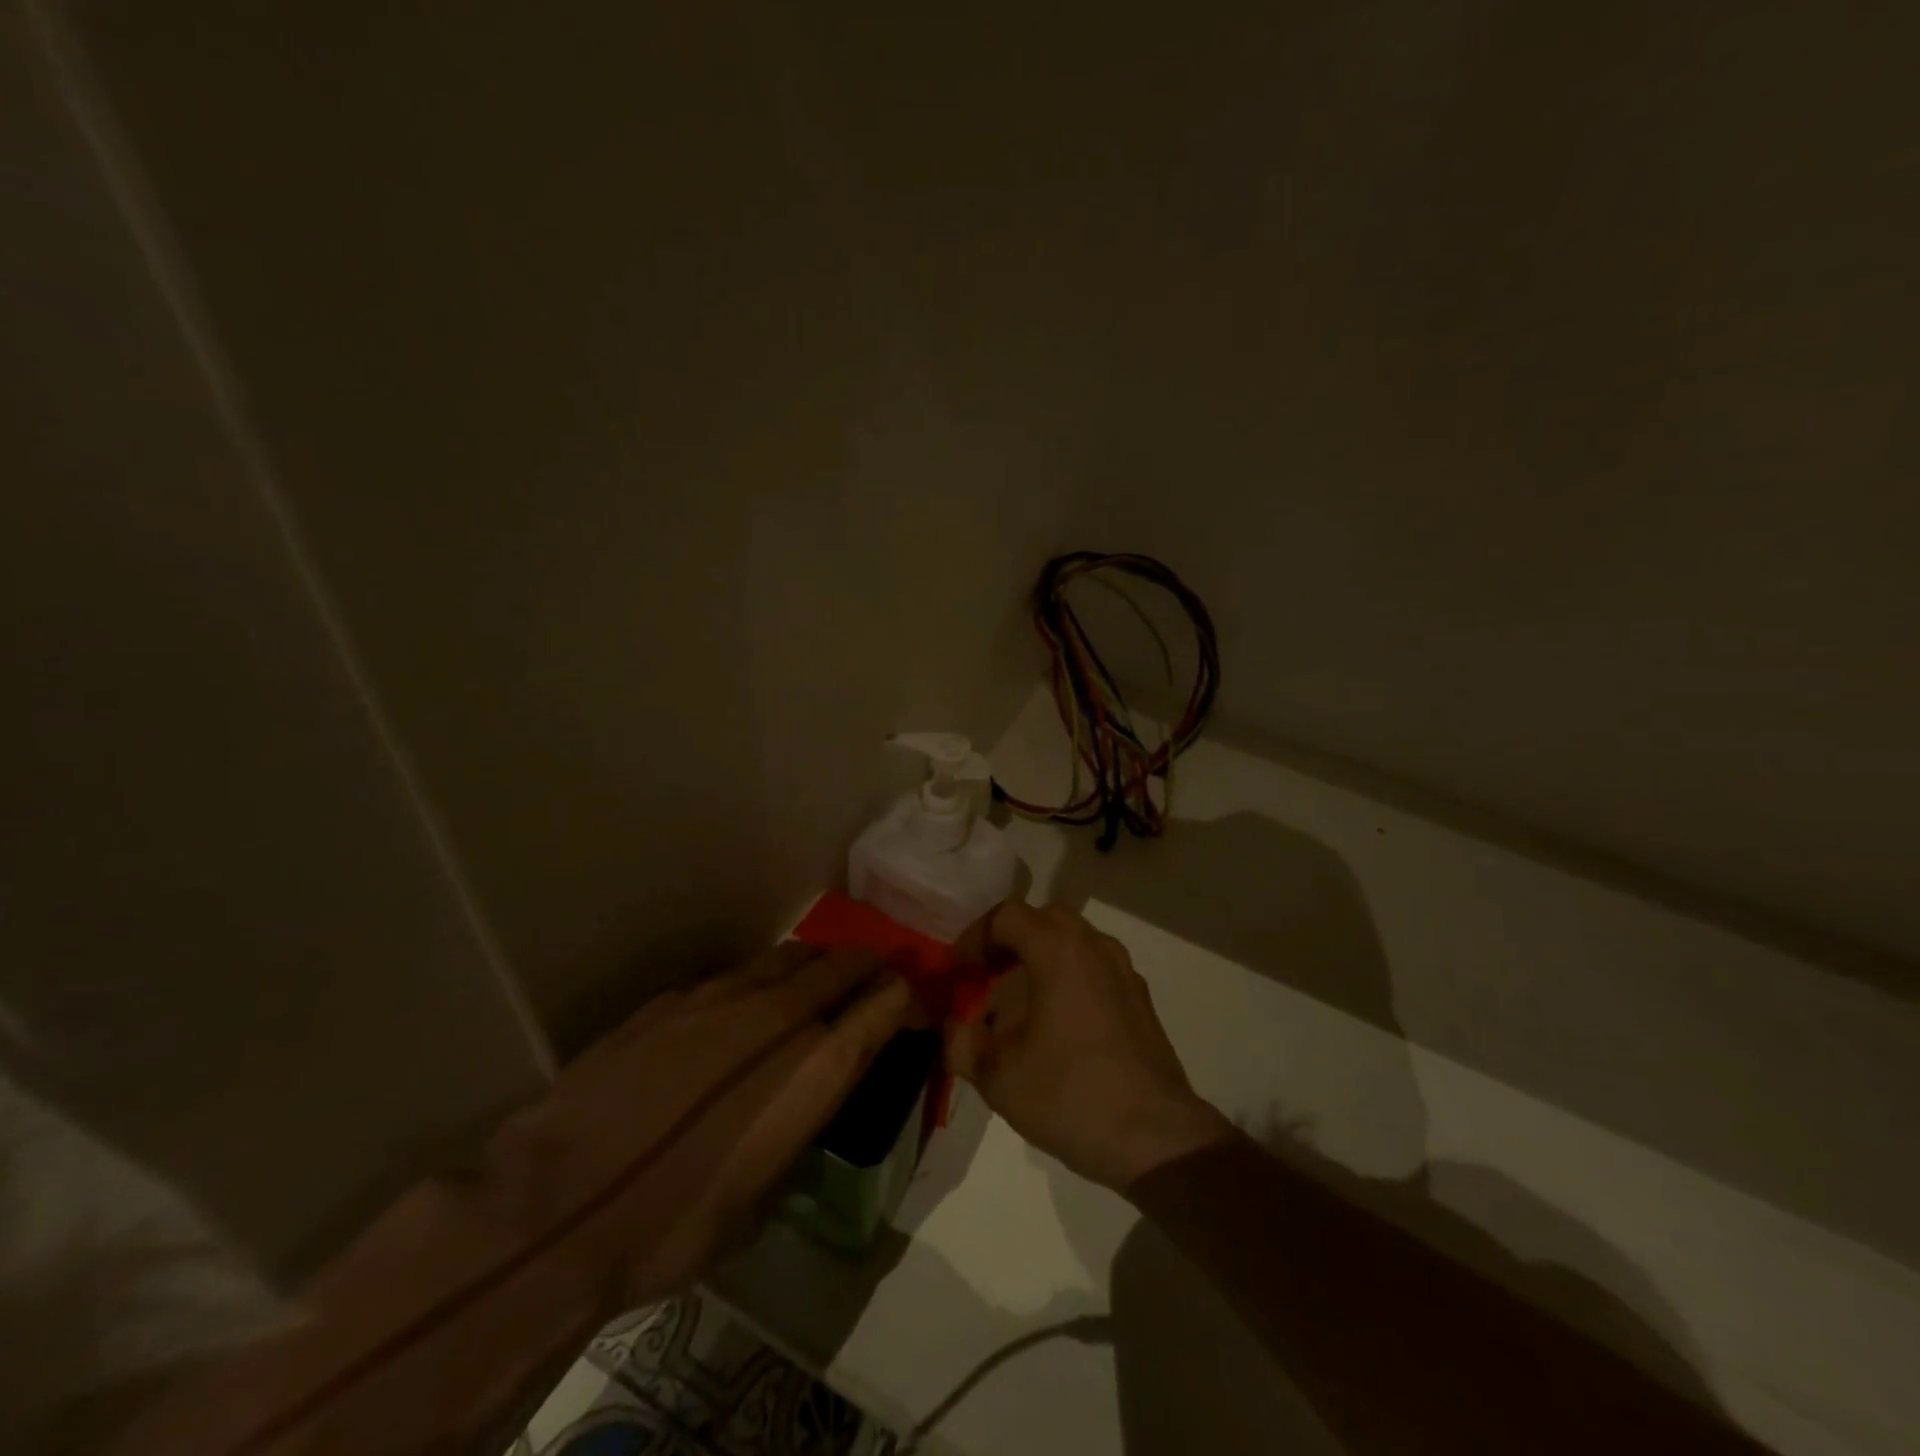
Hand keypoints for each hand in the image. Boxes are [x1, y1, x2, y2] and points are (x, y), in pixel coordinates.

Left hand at [483, 942, 916, 1305]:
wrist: (555, 1204)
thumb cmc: (672, 1226)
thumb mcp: (759, 1196)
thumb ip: (796, 1127)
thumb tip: (804, 1101)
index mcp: (813, 1068)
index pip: (883, 1008)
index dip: (907, 998)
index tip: (915, 999)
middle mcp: (778, 1017)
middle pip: (841, 966)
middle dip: (868, 964)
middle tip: (881, 968)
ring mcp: (722, 997)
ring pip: (788, 957)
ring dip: (816, 961)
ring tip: (823, 969)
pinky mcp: (674, 998)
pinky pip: (736, 974)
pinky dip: (760, 978)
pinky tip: (748, 997)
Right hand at [946, 902, 1231, 1191]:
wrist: (1156, 1139)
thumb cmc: (1071, 1095)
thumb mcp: (998, 1076)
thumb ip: (963, 1044)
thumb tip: (953, 1028)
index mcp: (1059, 951)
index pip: (1007, 915)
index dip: (975, 936)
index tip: (959, 970)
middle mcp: (1094, 947)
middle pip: (1044, 919)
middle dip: (1010, 939)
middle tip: (987, 973)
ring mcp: (1124, 971)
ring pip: (1075, 940)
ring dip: (1042, 956)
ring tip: (1019, 999)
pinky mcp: (1140, 999)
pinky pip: (1096, 967)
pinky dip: (1069, 976)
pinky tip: (1057, 1023)